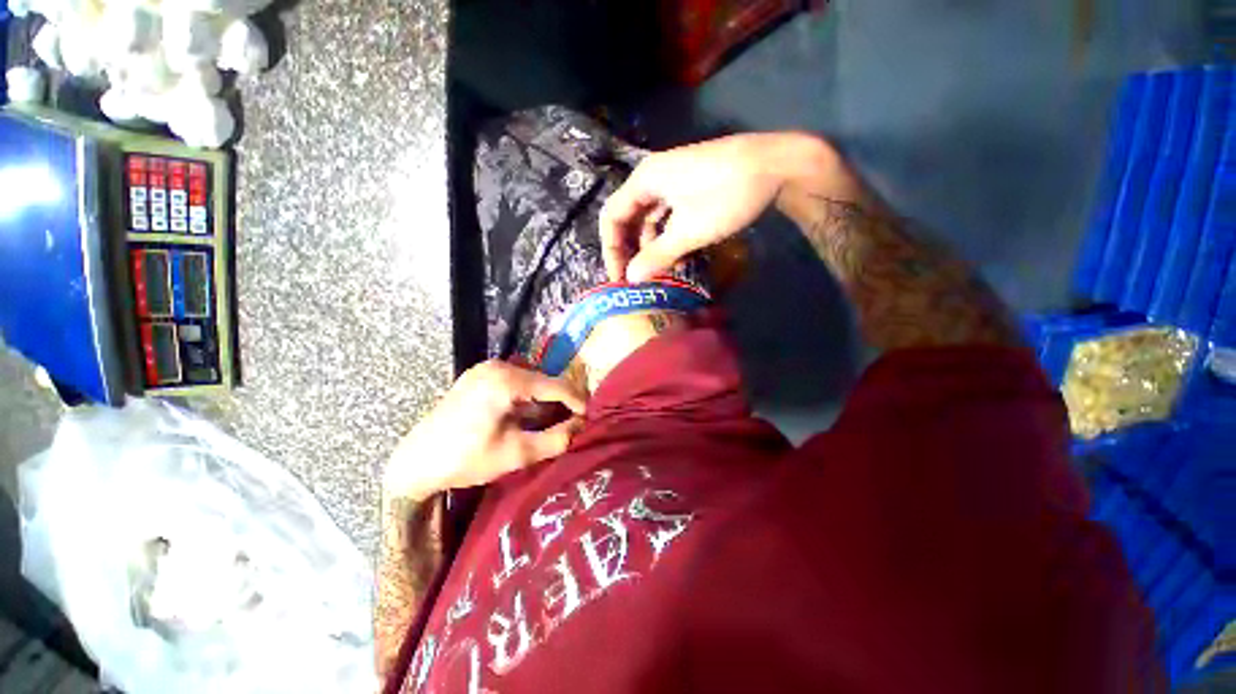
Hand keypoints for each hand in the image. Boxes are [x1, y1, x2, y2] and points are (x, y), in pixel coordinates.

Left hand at [384, 361, 586, 500]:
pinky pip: (515, 380)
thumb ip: (556, 439)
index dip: (578, 400)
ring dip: (545, 398)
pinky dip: (528, 395)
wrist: (415, 463)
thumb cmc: (466, 460)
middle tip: (574, 421)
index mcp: (507, 381)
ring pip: (531, 380)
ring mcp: (485, 368)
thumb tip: (582, 425)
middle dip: (561, 400)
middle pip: (543, 380)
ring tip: (554, 420)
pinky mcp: (478, 375)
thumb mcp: (517, 454)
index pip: (556, 385)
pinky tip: (528, 414)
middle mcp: (497, 366)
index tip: (591, 416)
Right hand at [600, 134, 785, 281]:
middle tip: (636, 278)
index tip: (620, 276)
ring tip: (658, 273)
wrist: (778, 165)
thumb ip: (657, 255)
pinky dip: (668, 237)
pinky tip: (677, 257)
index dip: (611, 250)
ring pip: (649, 219)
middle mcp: (652, 178)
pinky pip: (668, 216)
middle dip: (630, 250)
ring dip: (650, 247)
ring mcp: (672, 182)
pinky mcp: (689, 188)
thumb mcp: (689, 231)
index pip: (612, 217)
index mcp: (644, 180)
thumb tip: (631, 279)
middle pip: (629, 218)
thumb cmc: (727, 196)